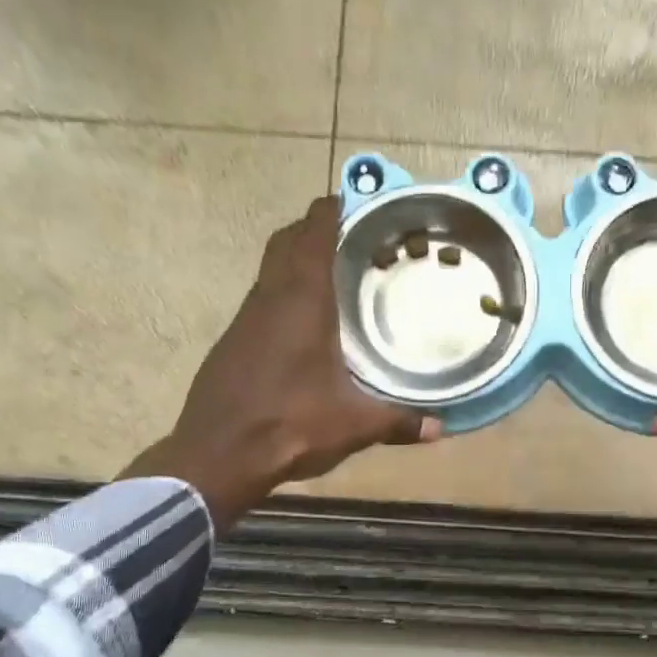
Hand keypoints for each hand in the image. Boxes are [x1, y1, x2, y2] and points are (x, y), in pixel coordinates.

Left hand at [121, 196, 439, 530]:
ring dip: (294, 263)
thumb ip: (399, 422)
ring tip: (332, 277)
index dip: (330, 210)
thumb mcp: (354, 425)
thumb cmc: (290, 425)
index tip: (351, 200)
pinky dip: (281, 296)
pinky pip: (260, 302)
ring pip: (269, 272)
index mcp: (301, 302)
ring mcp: (243, 320)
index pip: (312, 234)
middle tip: (348, 237)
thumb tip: (440, 428)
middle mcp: (268, 299)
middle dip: (313, 230)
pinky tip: (302, 328)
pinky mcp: (230, 344)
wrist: (216, 456)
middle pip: (286, 243)